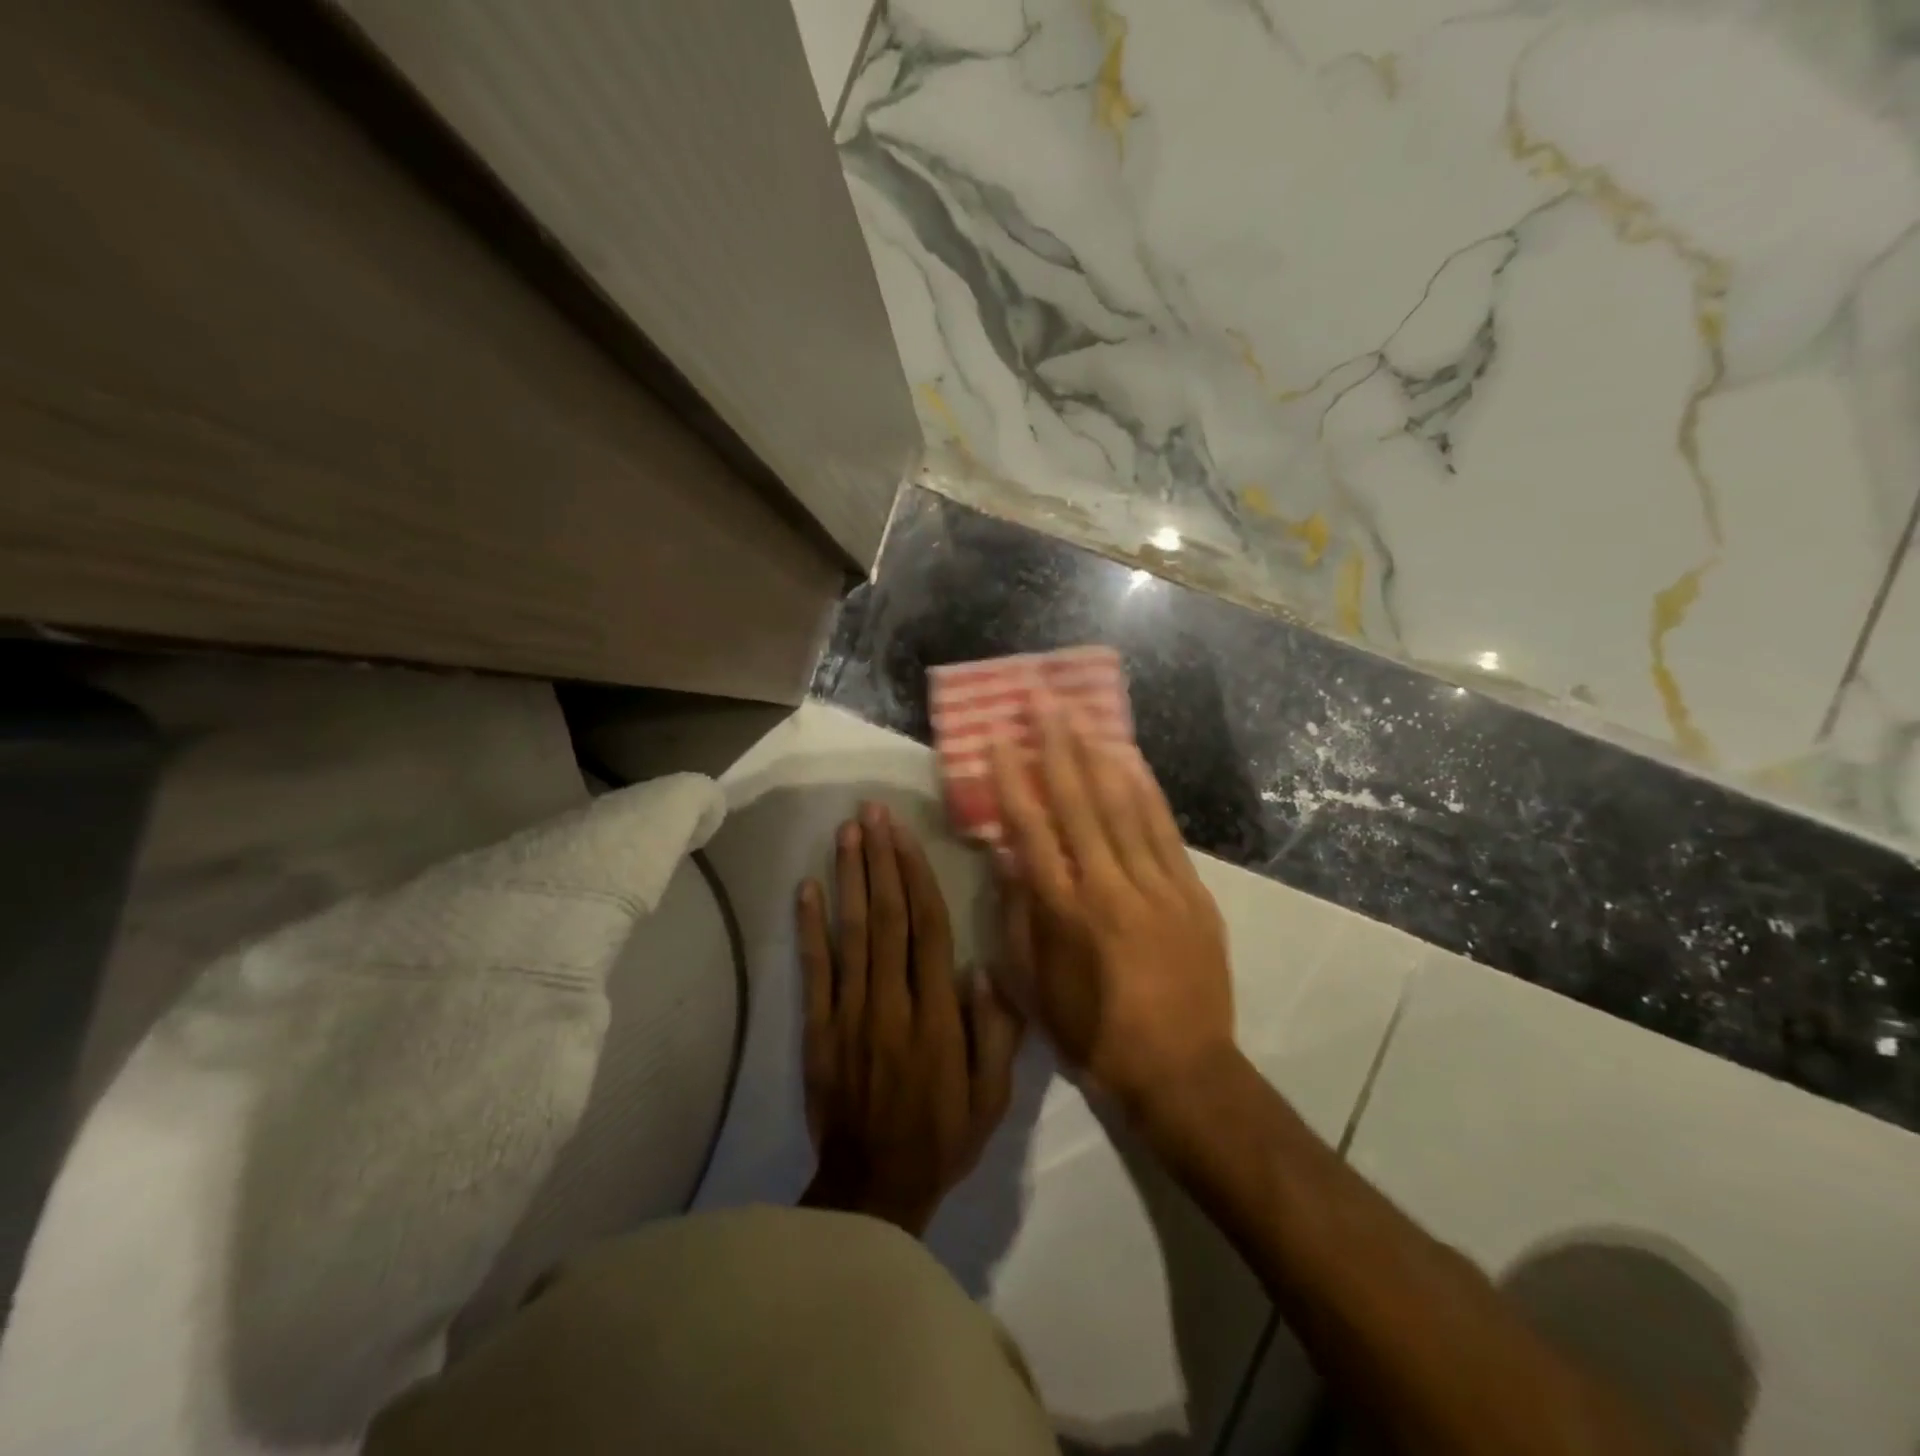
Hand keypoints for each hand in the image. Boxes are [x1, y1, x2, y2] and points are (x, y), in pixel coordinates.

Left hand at [796, 802, 1023, 1235]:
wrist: (872, 1189)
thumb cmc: (942, 1137)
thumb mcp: (992, 1097)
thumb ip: (996, 1032)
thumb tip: (985, 968)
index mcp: (937, 1015)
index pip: (928, 929)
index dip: (916, 876)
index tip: (905, 834)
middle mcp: (892, 1002)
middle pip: (886, 917)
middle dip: (880, 859)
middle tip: (872, 812)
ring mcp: (849, 1013)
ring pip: (851, 933)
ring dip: (848, 878)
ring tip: (845, 832)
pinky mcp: (817, 1029)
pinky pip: (814, 970)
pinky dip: (809, 928)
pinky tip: (806, 888)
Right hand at [989, 697, 1234, 1117]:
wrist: (1181, 1070)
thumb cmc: (1093, 1033)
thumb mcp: (1034, 988)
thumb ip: (1018, 919)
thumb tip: (1008, 859)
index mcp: (1063, 912)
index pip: (1031, 831)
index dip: (1013, 781)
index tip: (1001, 741)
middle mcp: (1107, 887)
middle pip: (1078, 804)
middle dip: (1057, 748)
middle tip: (1042, 702)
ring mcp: (1155, 886)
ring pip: (1123, 807)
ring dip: (1100, 756)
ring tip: (1082, 715)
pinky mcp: (1191, 892)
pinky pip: (1165, 831)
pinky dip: (1147, 791)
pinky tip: (1132, 760)